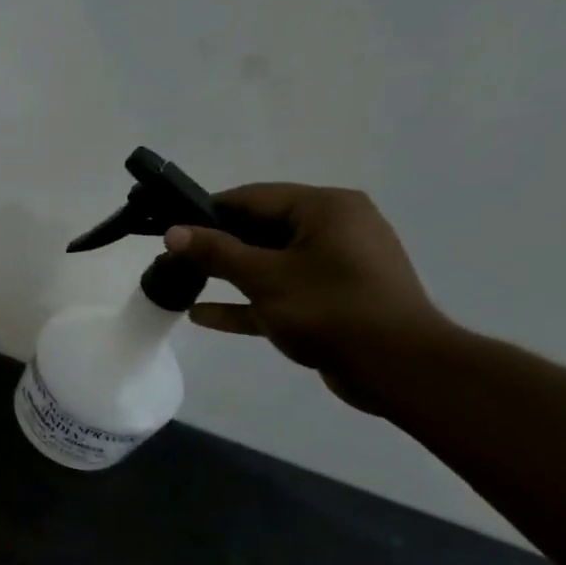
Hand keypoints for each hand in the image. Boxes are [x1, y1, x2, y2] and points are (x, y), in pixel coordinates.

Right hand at [164, 183, 453, 412]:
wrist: (395, 366)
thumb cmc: (330, 309)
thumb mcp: (265, 277)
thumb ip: (216, 253)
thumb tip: (173, 232)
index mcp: (325, 209)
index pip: (253, 198)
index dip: (207, 212)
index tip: (170, 229)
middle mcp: (333, 229)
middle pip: (260, 230)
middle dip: (214, 247)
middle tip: (170, 261)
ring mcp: (333, 267)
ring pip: (268, 264)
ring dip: (226, 276)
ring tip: (180, 285)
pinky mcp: (330, 301)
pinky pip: (279, 293)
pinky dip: (246, 302)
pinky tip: (204, 315)